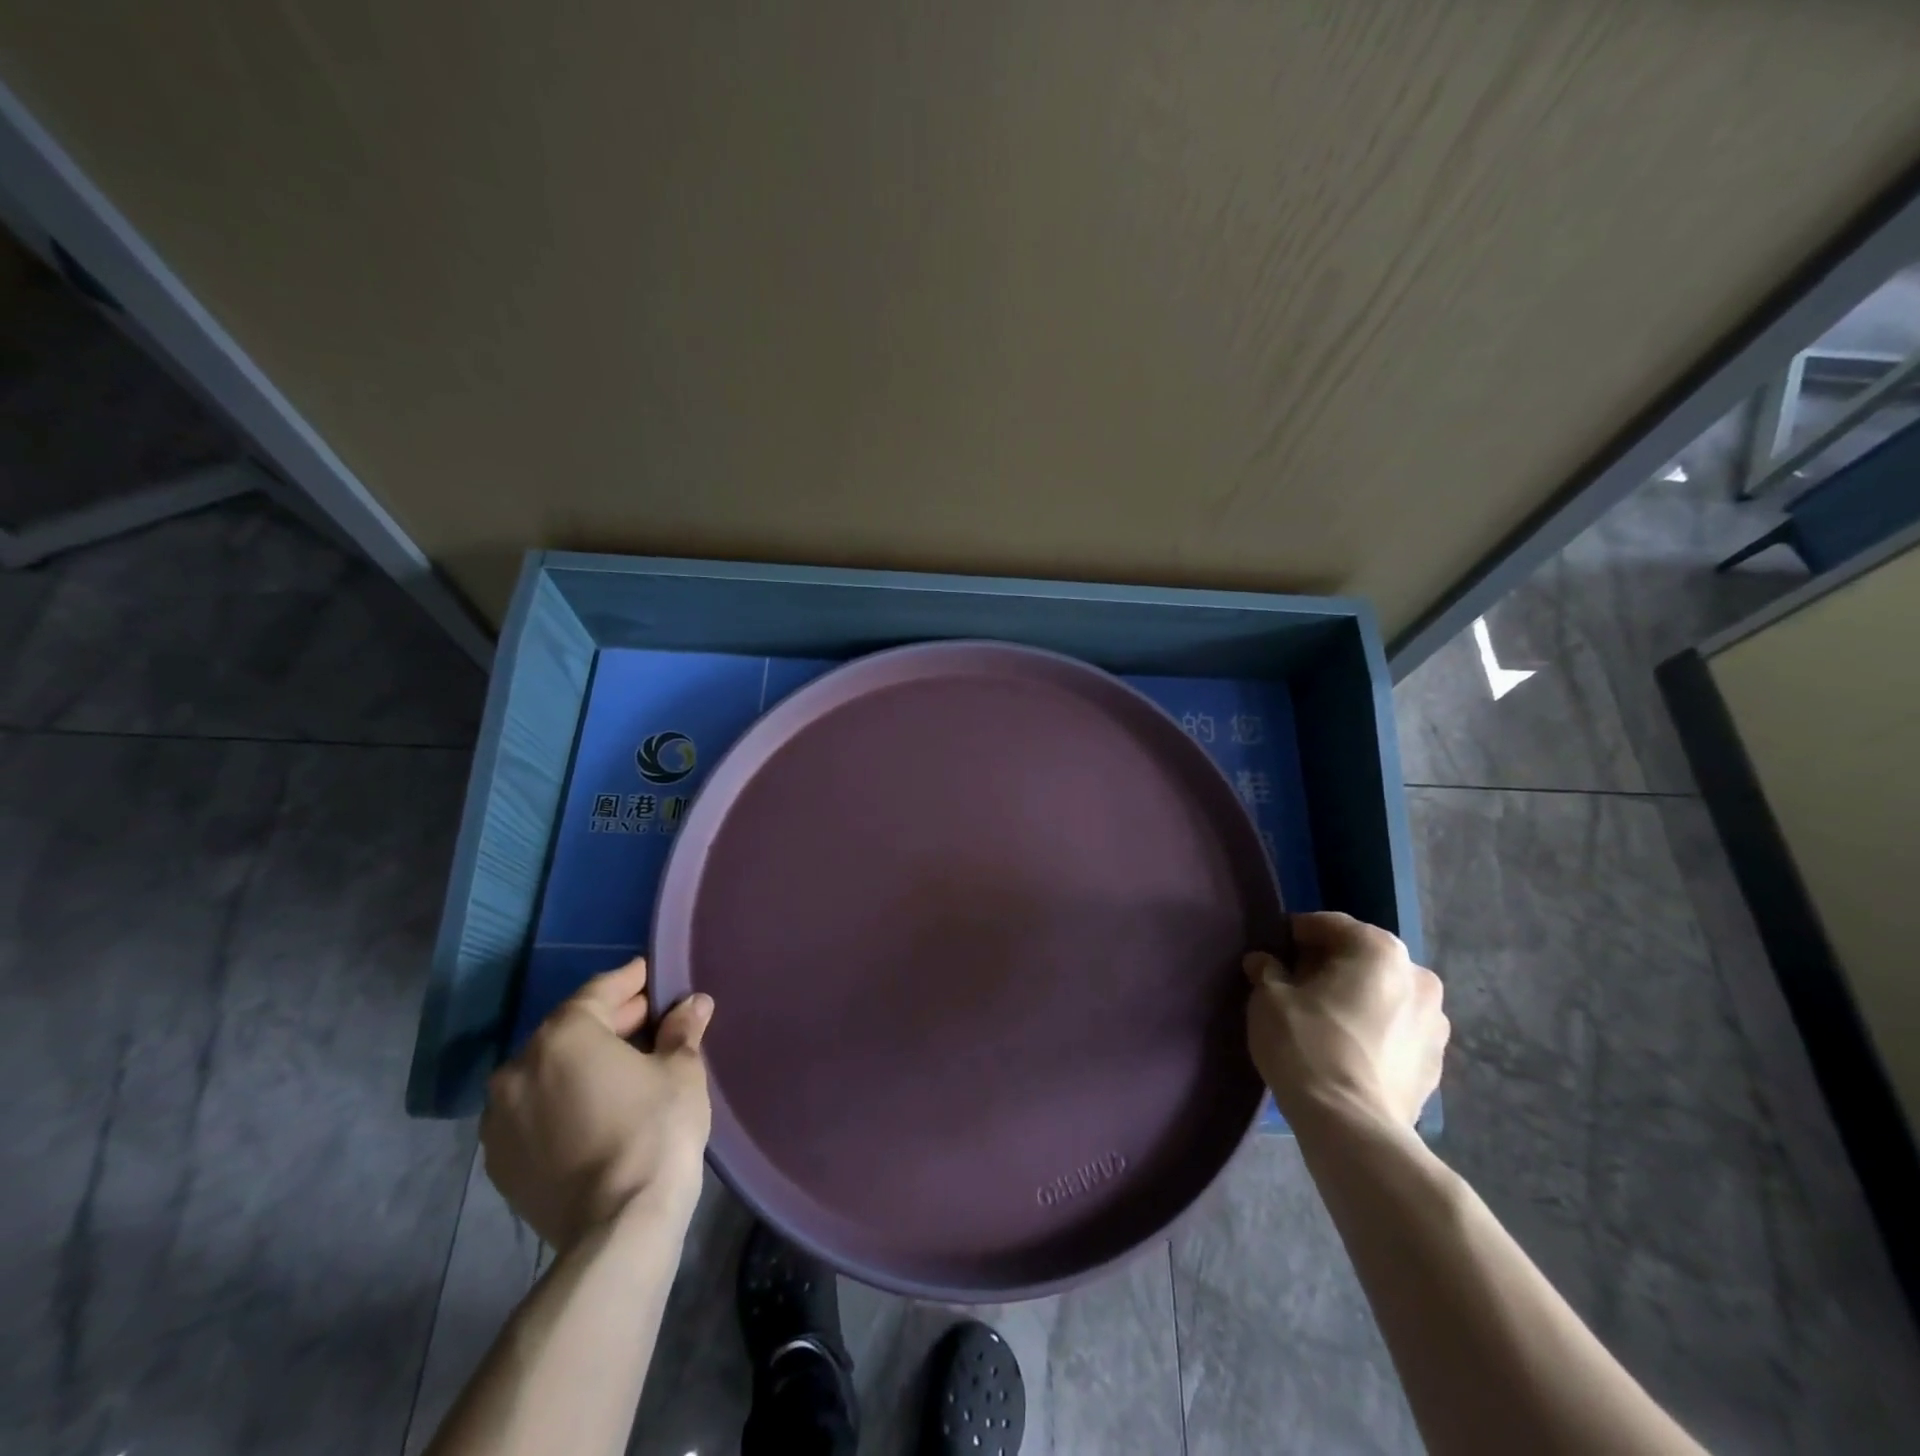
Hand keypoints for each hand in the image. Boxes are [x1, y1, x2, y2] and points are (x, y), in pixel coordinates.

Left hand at [482, 957, 714, 1252]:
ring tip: (625, 1065)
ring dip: (584, 1061)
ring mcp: (501, 1118)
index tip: (652, 974)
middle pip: (570, 1029)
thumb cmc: (655, 1130)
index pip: (599, 992)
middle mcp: (518, 1069)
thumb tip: (694, 1004)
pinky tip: (596, 1106)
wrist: (617, 1228)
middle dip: (611, 1021)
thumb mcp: (681, 1070)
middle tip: (651, 1019)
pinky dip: (563, 1098)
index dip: (631, 980)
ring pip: (548, 1070)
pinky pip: (535, 1109)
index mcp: (563, 1036)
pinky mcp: (500, 1161)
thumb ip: (682, 1029)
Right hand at [1244, 912, 1446, 1131]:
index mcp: (1379, 950)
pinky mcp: (1436, 1063)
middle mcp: (1418, 976)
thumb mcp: (1269, 998)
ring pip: (1384, 994)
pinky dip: (1374, 1030)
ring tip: (1322, 1020)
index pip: (1330, 925)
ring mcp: (1435, 1022)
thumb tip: (1264, 962)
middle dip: (1330, 966)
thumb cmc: (1306, 1045)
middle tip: (1296, 985)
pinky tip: (1346, 1050)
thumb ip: (1268, 970)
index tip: (1275, 952)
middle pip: (1362, 958)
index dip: (1297, 935)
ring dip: (1356, 998)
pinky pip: (1396, 1030)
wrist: (1351, 1127)